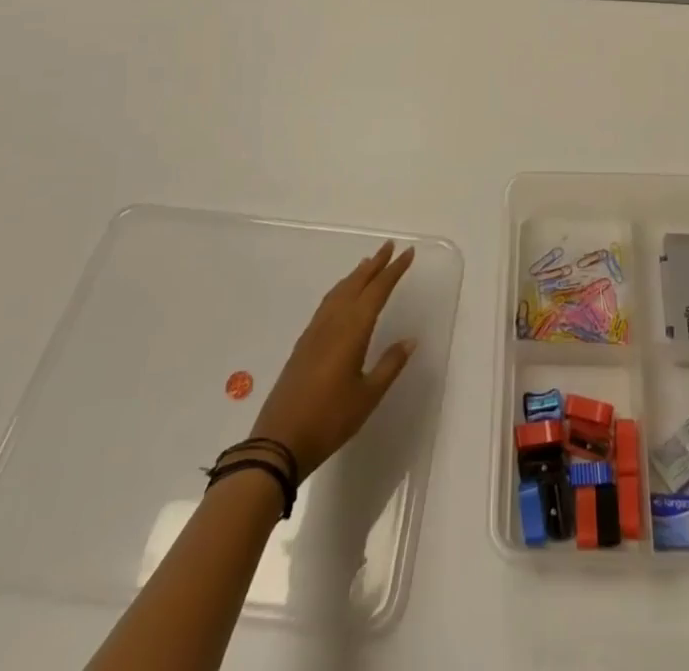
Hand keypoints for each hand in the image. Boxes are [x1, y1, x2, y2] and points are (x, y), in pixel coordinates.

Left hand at [250, 243, 417, 479]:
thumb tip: (410, 340)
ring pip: (339, 291)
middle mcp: (333, 322)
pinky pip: (327, 304)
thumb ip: (389, 365)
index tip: (408, 252)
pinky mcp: (303, 344)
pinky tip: (342, 295)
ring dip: (356, 275)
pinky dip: (341, 290)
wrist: (278, 442)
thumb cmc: (329, 420)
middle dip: (375, 264)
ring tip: (369, 263)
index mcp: (352, 330)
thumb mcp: (367, 397)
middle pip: (357, 284)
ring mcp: (315, 332)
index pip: (378, 291)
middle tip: (390, 246)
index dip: (394, 270)